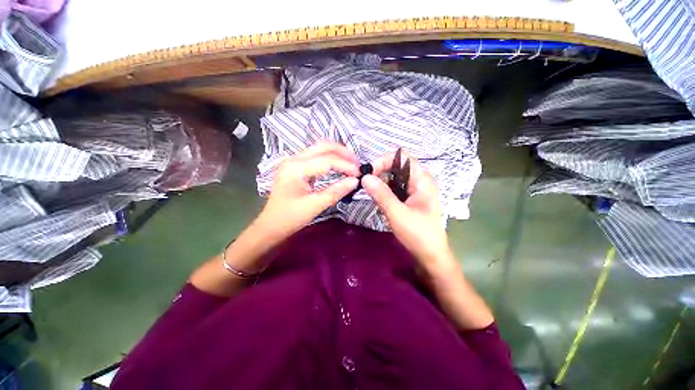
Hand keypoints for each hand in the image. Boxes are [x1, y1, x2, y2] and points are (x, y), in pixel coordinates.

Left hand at [257, 142, 358, 241]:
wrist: (270, 226)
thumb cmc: (289, 218)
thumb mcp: (314, 206)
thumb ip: (335, 192)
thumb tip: (355, 181)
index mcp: (296, 168)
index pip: (327, 160)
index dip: (346, 166)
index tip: (360, 175)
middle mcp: (293, 159)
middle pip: (322, 146)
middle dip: (343, 152)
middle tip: (358, 164)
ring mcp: (292, 161)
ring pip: (318, 148)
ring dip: (336, 153)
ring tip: (351, 164)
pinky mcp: (293, 166)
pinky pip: (313, 155)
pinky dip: (328, 158)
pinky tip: (338, 166)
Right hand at [362, 152, 453, 271]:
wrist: (431, 255)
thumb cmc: (418, 234)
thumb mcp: (397, 214)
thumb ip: (381, 194)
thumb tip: (365, 177)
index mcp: (423, 180)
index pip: (402, 158)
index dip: (384, 160)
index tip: (368, 173)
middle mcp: (421, 182)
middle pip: (398, 166)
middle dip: (381, 172)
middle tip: (365, 184)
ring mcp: (417, 192)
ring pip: (396, 178)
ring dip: (382, 183)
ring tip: (371, 194)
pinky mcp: (413, 201)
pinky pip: (397, 189)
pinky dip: (387, 192)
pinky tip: (379, 202)